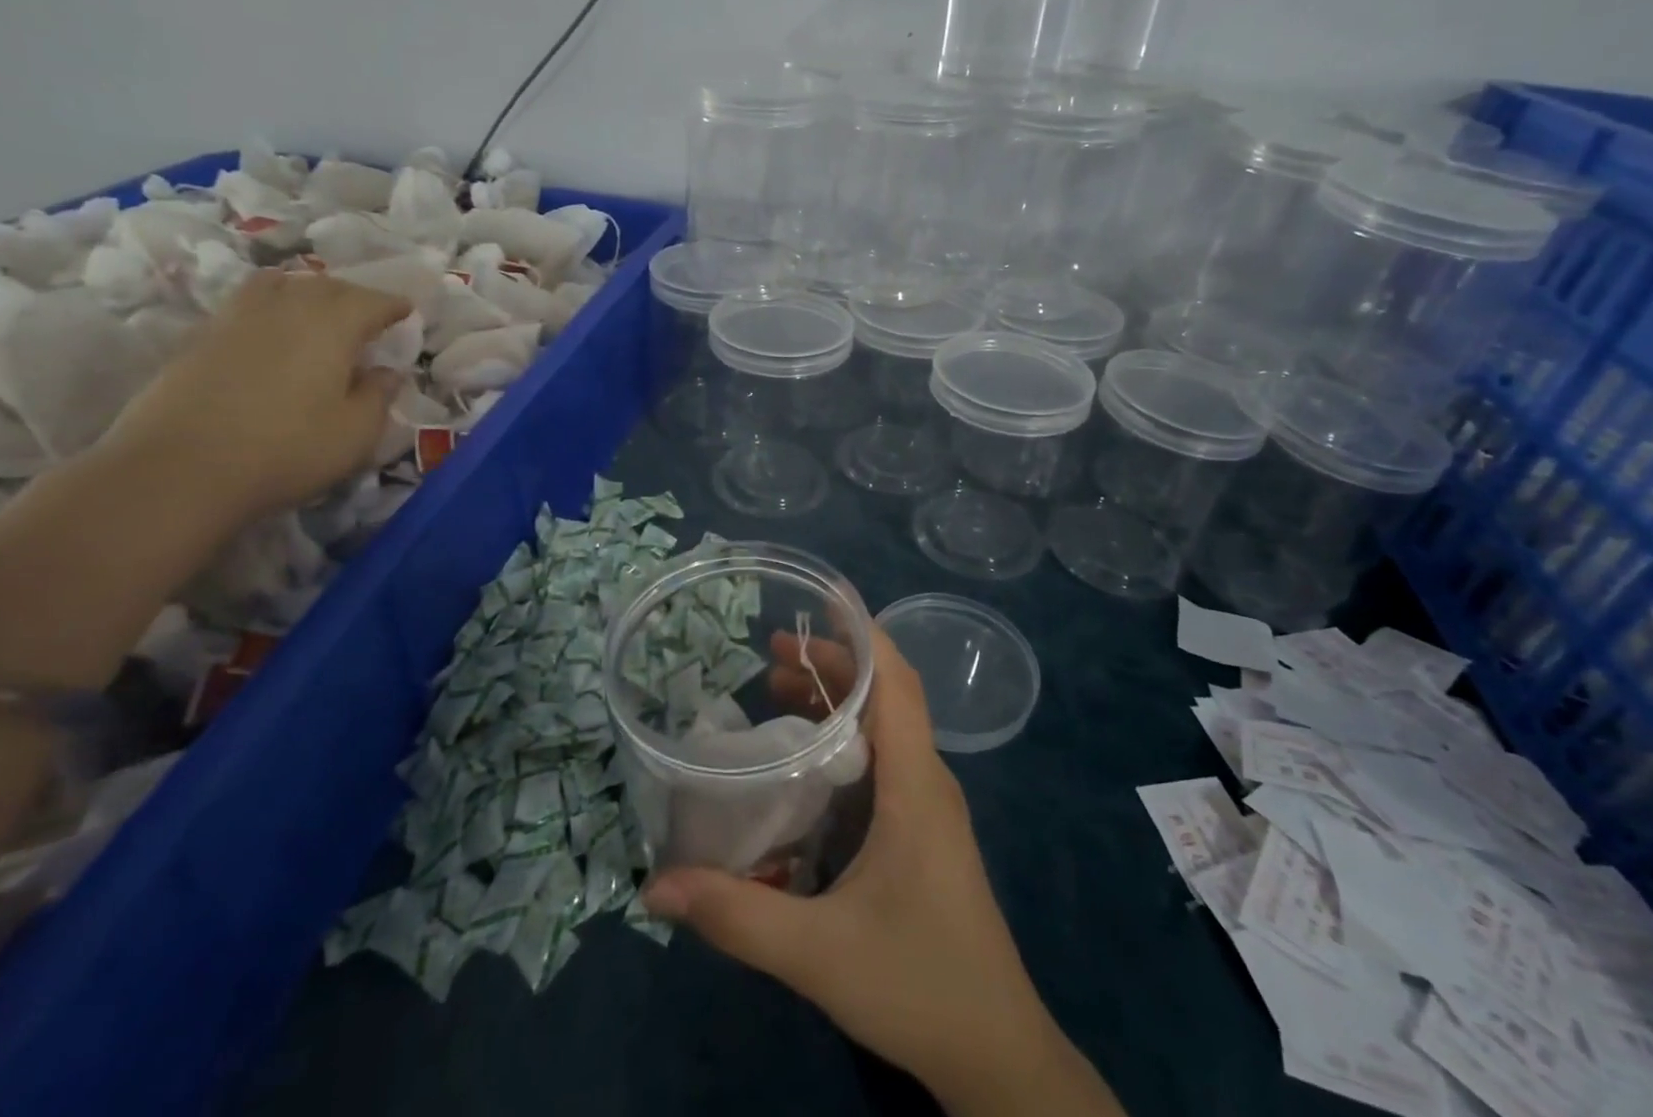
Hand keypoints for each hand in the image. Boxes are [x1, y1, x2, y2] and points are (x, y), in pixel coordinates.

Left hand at [103, 270, 407, 521]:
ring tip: (316, 309)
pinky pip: (245, 304)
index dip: (392, 305)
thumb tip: (388, 372)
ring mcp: (237, 319)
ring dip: (305, 290)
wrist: (178, 470)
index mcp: (332, 326)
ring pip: (278, 285)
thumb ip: (378, 396)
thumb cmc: (286, 450)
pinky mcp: (200, 339)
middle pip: (325, 285)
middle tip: (368, 313)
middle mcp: (286, 309)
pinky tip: (271, 329)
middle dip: (353, 295)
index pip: (371, 301)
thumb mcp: (356, 433)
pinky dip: (269, 305)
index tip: (407, 311)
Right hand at [643, 627, 1120, 1116]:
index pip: (895, 681)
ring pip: (885, 727)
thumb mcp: (817, 952)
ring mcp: (929, 807)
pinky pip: (884, 761)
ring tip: (777, 690)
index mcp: (916, 784)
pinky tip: (805, 761)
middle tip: (770, 654)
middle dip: (833, 662)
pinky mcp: (923, 832)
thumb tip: (654, 887)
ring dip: (838, 700)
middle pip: (886, 694)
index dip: (862, 631)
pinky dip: (845, 739)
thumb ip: (736, 916)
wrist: (997, 1056)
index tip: (820, 596)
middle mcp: (927, 781)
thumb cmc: (917, 984)